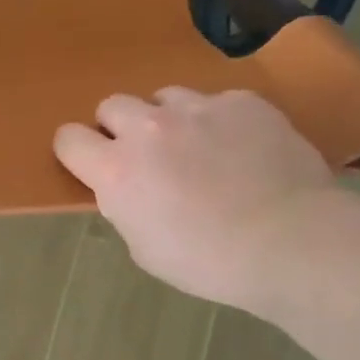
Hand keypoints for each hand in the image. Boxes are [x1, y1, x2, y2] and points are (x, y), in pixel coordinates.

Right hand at [54, 89, 334, 313]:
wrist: (291, 241)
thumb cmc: (210, 262)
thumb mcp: (146, 248)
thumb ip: (126, 207)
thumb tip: (129, 189)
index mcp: (116, 169)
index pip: (68, 138)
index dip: (77, 151)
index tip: (92, 164)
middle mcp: (148, 128)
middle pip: (112, 105)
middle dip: (120, 128)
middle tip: (147, 157)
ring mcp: (198, 108)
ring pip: (164, 97)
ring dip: (169, 120)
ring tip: (198, 148)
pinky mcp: (242, 101)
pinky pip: (216, 102)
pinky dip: (220, 122)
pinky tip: (243, 149)